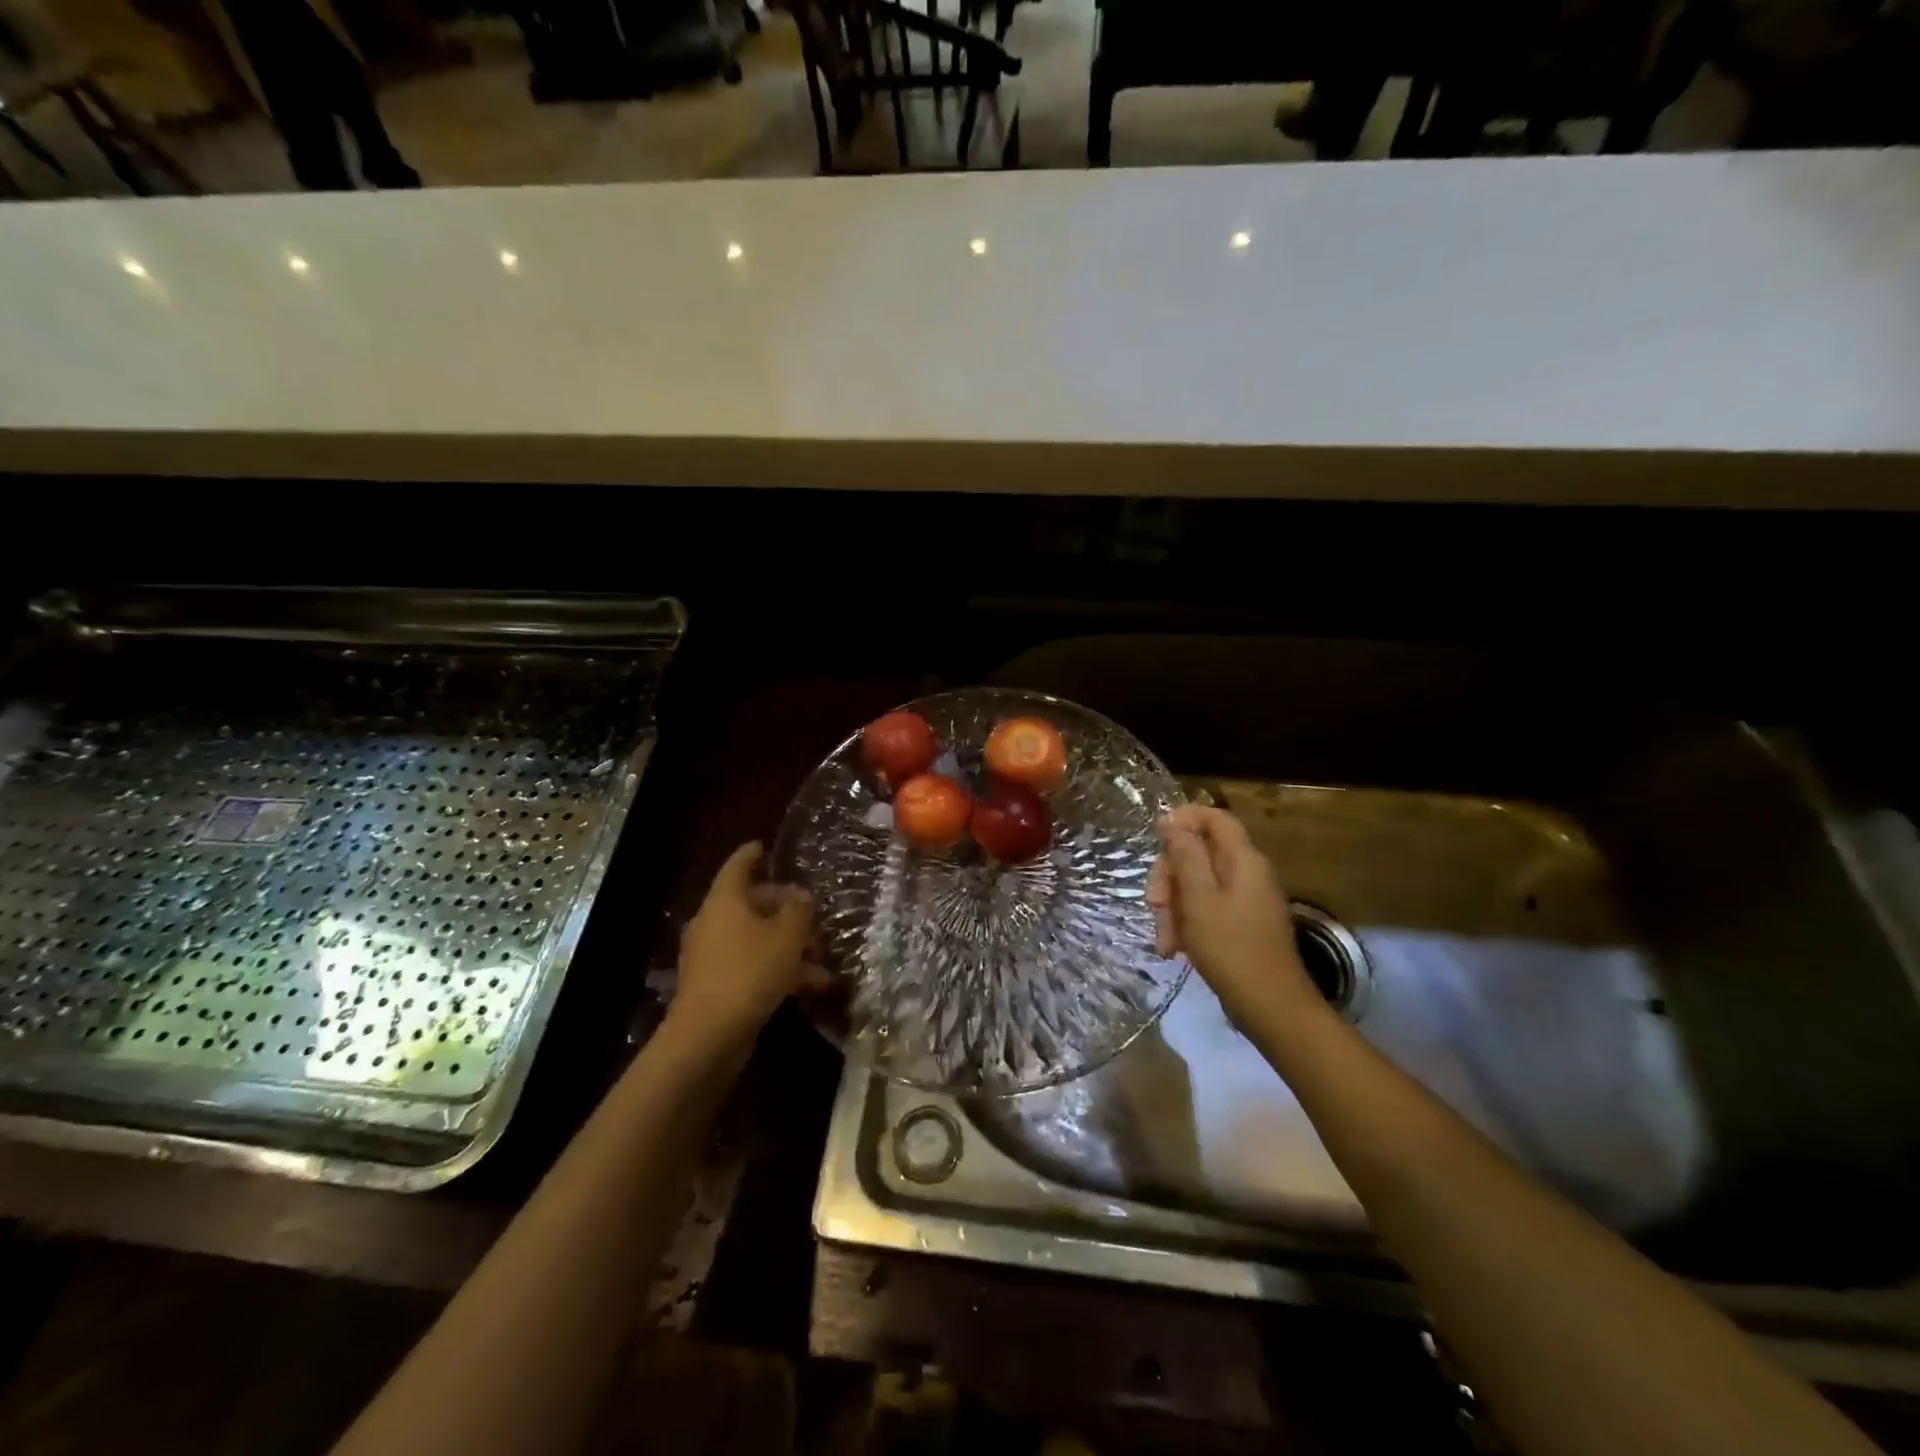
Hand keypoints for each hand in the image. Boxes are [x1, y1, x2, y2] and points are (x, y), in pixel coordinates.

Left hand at [671, 841, 812, 1050]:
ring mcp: (712, 956)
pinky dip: (779, 969)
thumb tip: (801, 896)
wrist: (709, 1035)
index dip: (751, 854)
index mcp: (724, 901)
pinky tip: (811, 985)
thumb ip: (798, 910)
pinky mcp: (717, 986)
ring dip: (788, 943)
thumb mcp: (786, 935)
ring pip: (755, 938)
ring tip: (821, 955)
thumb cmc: (749, 971)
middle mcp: (713, 923)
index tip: (764, 846)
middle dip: (783, 907)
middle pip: (750, 904)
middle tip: (811, 911)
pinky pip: (752, 965)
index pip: (737, 866)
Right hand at [1147, 805, 1317, 1031]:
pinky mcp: (1239, 924)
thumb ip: (1185, 856)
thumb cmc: (1231, 949)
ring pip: (1196, 884)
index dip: (1183, 819)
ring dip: (1172, 907)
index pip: (1214, 817)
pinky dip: (1186, 924)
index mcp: (1243, 860)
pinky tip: (1173, 949)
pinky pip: (1205, 909)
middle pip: (1198, 853)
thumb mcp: (1199, 899)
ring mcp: (1244, 900)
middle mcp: (1246, 873)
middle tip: (1154, 903)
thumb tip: (1172, 822)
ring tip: (1164, 939)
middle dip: (1169, 876)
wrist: (1270, 1007)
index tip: (1156, 838)